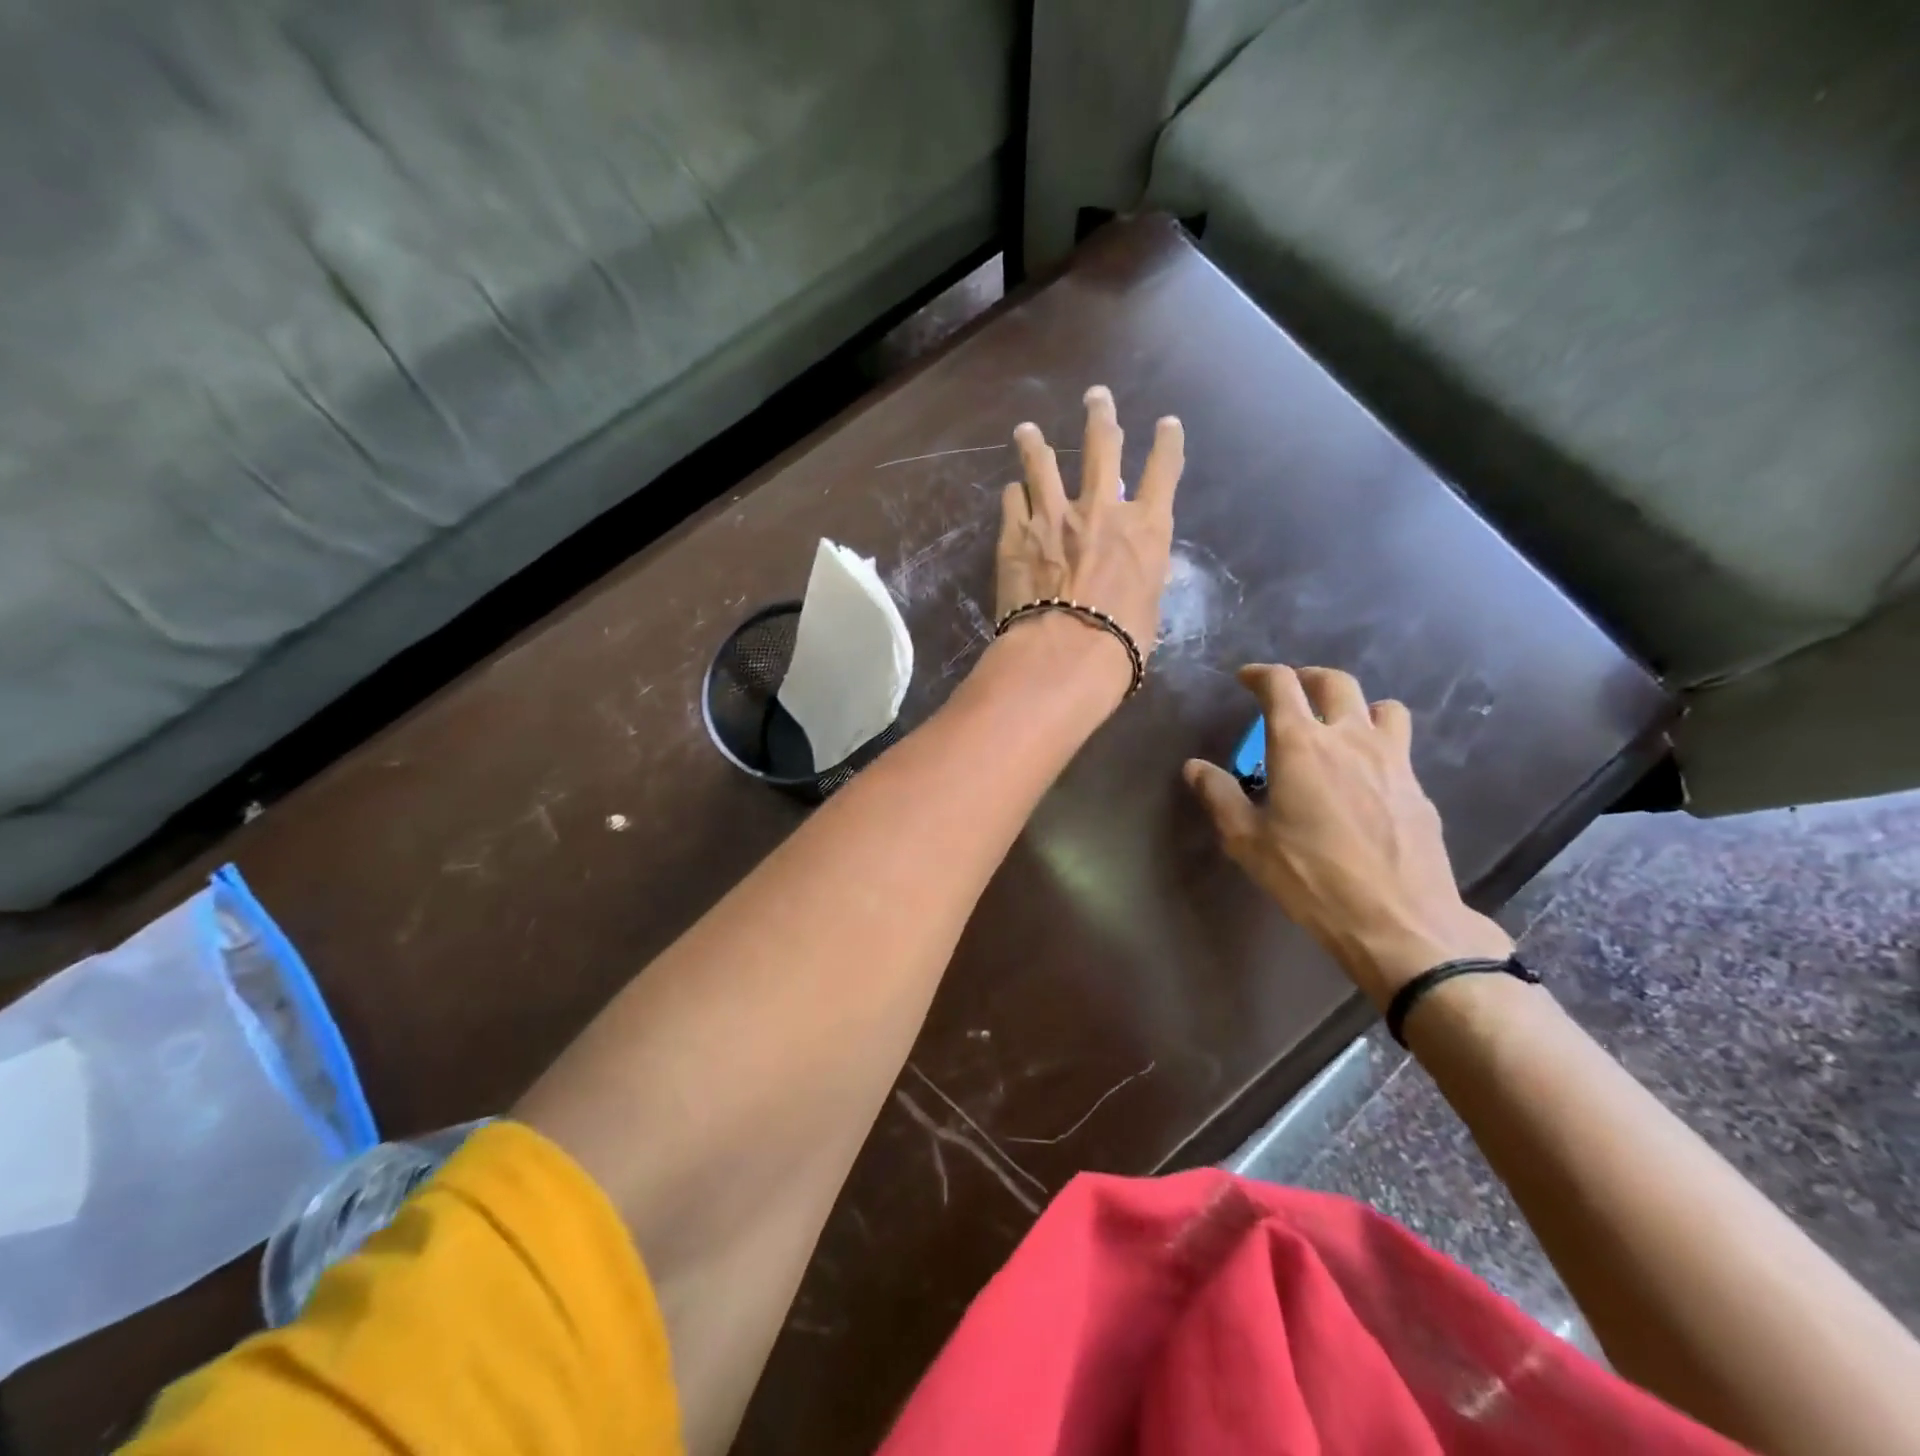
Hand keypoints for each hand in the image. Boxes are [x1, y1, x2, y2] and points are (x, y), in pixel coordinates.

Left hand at [996, 386, 1184, 675]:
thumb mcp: (1148, 606)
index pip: (1164, 471)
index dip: (1167, 443)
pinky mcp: (1016, 532)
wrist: (1066, 652)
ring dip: (1035, 443)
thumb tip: (1128, 570)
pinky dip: (1015, 493)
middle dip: (1101, 416)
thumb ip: (1138, 574)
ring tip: (1027, 431)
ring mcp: (1054, 515)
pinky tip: (1011, 490)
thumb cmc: (1120, 642)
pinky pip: (1013, 499)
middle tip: (1096, 396)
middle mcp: (1101, 508)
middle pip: (1103, 446)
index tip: (1167, 424)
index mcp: (1145, 527)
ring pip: (1043, 462)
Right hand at [1183, 664, 1512, 1009]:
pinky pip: (1399, 746)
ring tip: (1339, 727)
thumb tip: (1195, 767)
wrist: (1398, 921)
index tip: (1246, 679)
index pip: (1281, 685)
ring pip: (1381, 706)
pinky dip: (1379, 744)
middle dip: (1308, 678)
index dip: (1260, 674)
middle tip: (1291, 691)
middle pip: (1335, 682)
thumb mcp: (1248, 841)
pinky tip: (1366, 777)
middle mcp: (1349, 739)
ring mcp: (1392, 760)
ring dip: (1356, 706)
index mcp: (1301, 745)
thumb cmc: (1311, 878)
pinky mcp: (1418, 787)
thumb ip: (1219, 796)